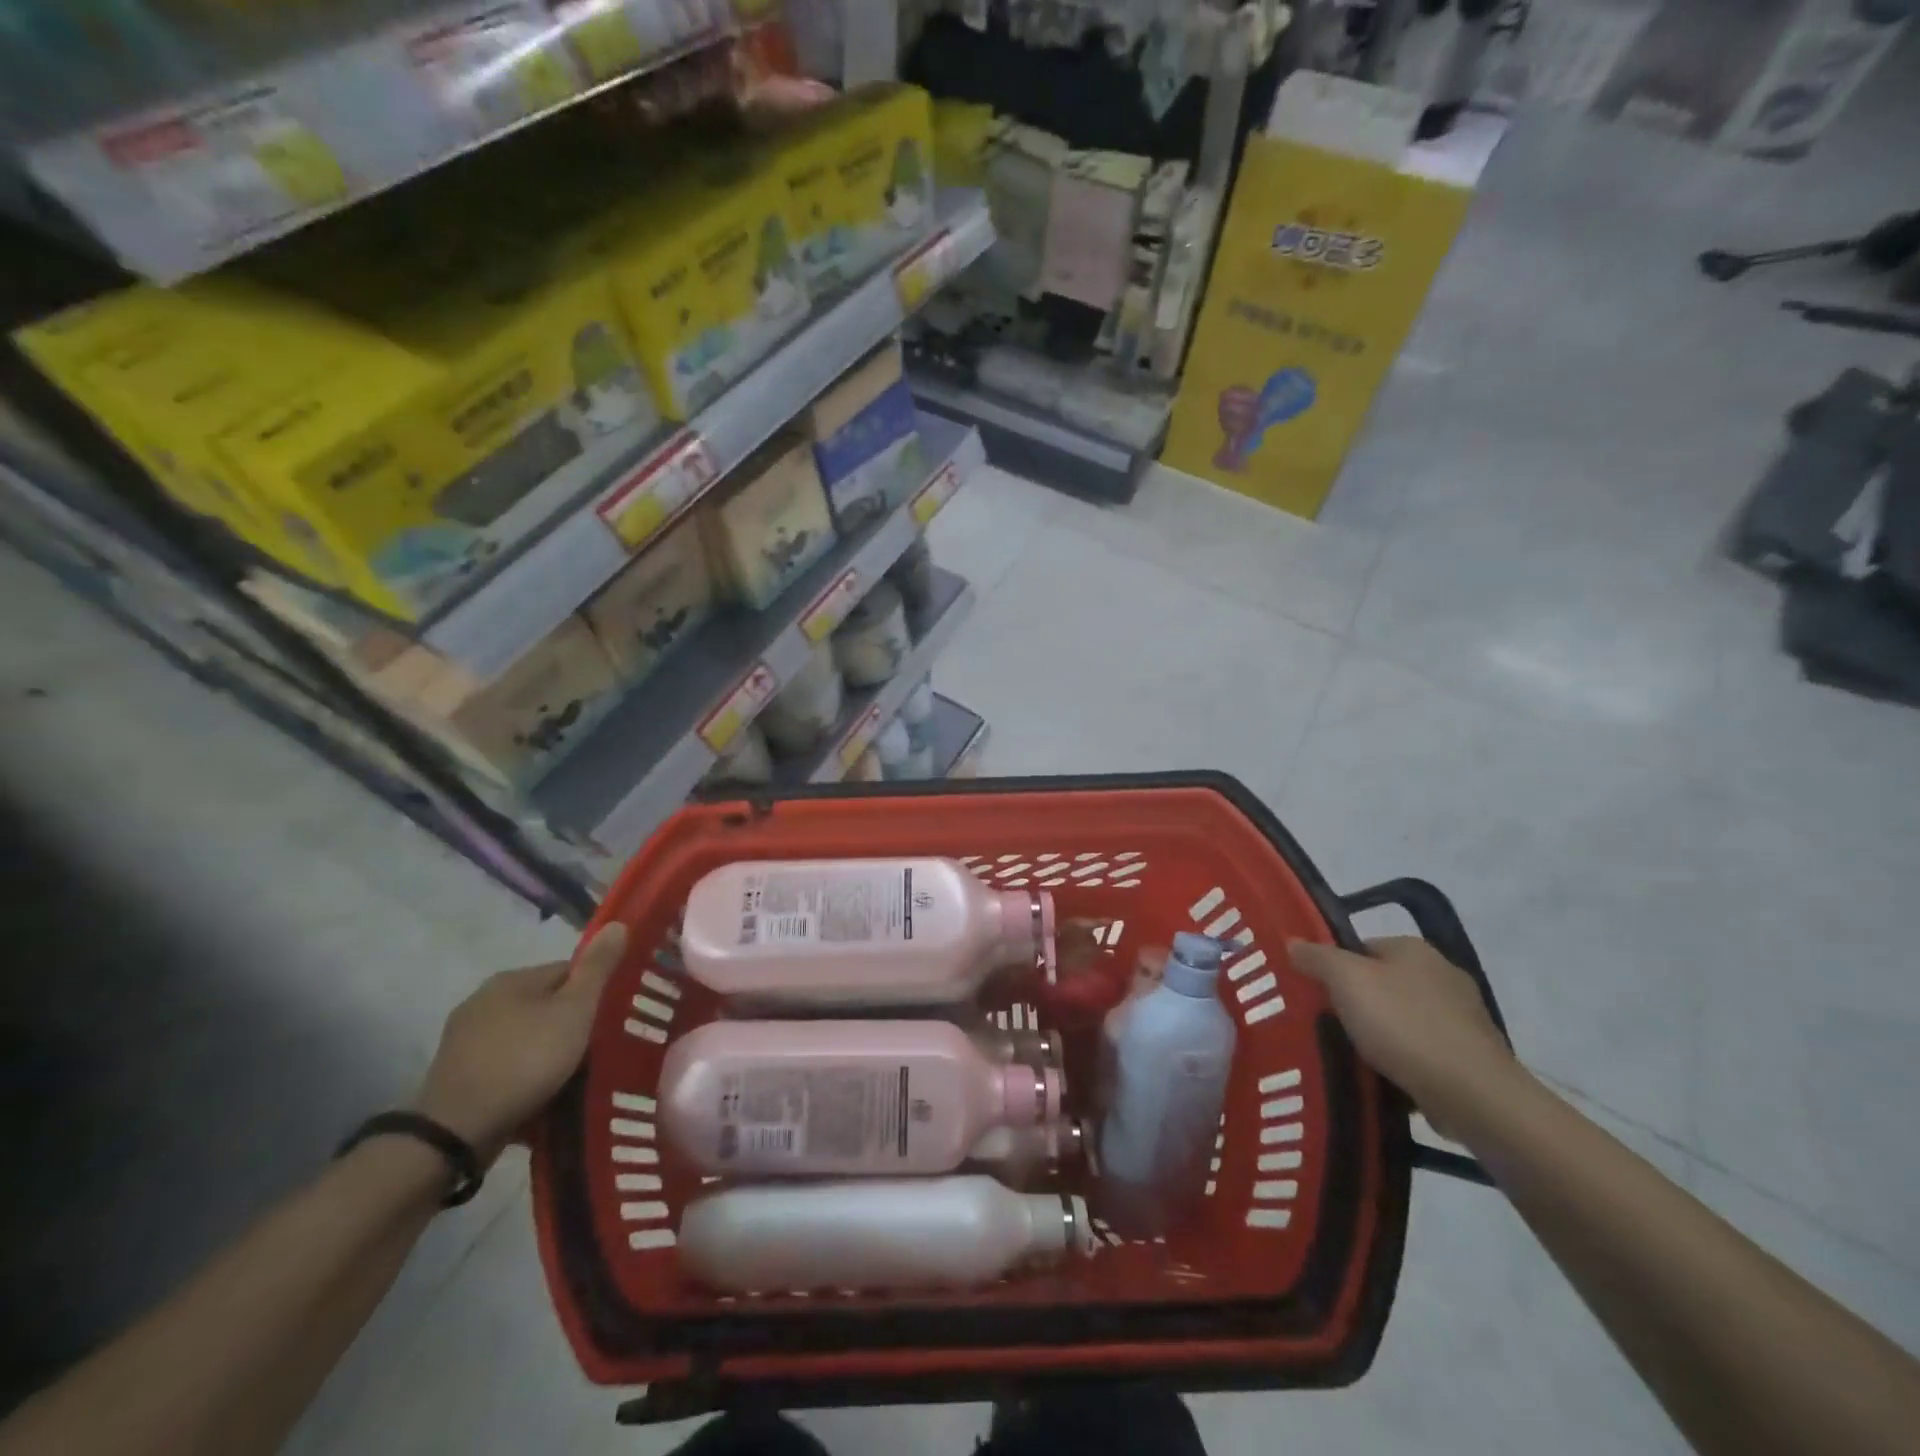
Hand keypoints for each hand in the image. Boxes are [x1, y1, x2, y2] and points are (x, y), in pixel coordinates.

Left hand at [415, 923, 627, 1163]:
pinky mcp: (456, 1075)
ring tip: (573, 1075)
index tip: (612, 1018)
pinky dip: (524, 1074)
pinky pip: (505, 1063)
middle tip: (597, 1048)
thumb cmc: (525, 1061)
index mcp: (511, 979)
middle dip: (571, 1023)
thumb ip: (597, 968)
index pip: (568, 971)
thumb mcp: (575, 1011)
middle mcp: (483, 1000)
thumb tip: (618, 923)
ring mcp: (464, 1039)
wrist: (456, 1132)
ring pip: (525, 1035)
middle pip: (545, 1003)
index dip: (595, 991)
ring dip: (547, 1050)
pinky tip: (539, 1093)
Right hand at [1287, 935, 1519, 1135]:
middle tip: (1327, 1024)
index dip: (1334, 967)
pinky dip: (1404, 1060)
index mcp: (1414, 949)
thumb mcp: (1346, 981)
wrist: (1473, 1094)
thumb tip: (1292, 941)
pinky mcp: (1472, 1056)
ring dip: (1381, 1034)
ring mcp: (1462, 1017)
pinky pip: (1423, 1050)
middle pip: (1382, 982)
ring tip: (1352, 1054)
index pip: (1361, 947)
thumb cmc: (1404, 1025)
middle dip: (1357, 1002)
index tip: (1315, 993)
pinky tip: (1385, 1076)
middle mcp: (1442, 974)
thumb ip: (1317, 957)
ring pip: (1403, 1018)